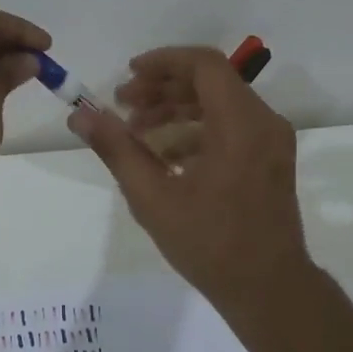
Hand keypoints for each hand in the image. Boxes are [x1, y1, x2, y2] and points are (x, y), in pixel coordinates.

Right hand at [69, 46, 312, 308]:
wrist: (268, 289)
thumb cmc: (210, 243)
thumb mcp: (153, 197)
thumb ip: (117, 149)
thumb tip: (80, 115)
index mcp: (241, 124)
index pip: (203, 65)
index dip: (162, 62)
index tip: (128, 75)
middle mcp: (263, 122)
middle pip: (211, 82)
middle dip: (163, 88)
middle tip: (123, 105)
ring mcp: (272, 141)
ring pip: (220, 104)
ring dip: (177, 110)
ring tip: (136, 131)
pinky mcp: (271, 159)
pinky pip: (231, 128)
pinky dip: (197, 131)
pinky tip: (165, 157)